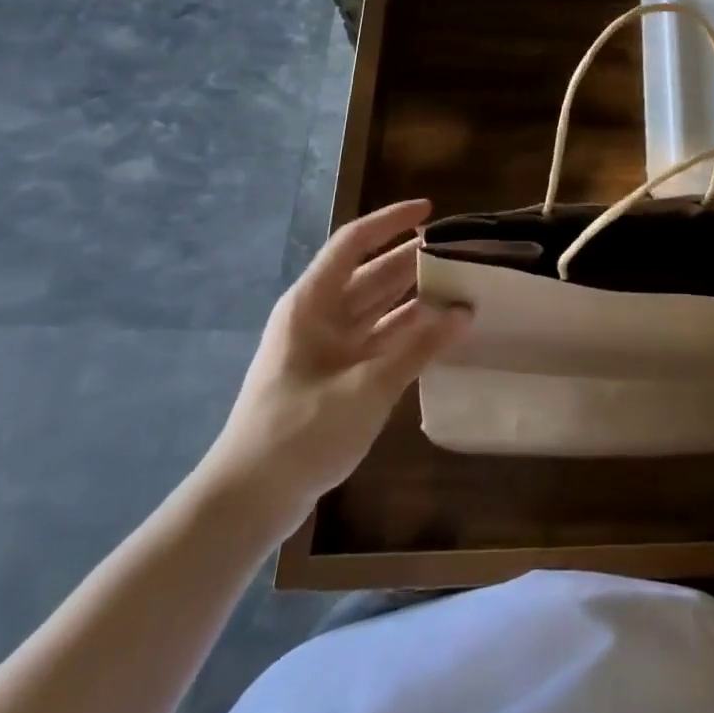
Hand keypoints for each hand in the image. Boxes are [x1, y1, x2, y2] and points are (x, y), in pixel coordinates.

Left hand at [195, 199, 470, 546]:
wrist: (249, 502)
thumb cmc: (301, 431)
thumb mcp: (367, 387)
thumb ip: (419, 346)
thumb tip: (465, 311)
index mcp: (313, 304)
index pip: (354, 243)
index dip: (391, 221)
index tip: (430, 210)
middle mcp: (320, 317)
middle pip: (371, 274)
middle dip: (413, 261)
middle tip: (462, 253)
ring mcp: (327, 349)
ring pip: (378, 309)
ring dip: (415, 299)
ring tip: (461, 288)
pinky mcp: (336, 378)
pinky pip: (378, 341)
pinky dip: (407, 335)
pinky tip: (440, 335)